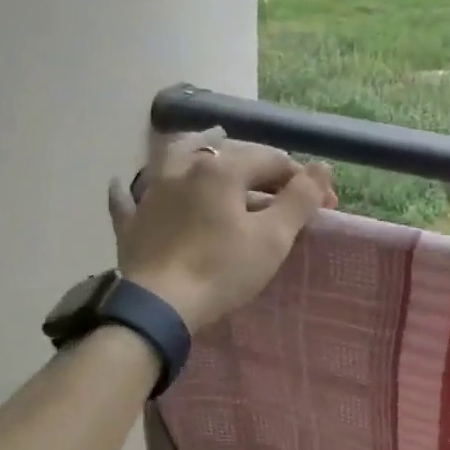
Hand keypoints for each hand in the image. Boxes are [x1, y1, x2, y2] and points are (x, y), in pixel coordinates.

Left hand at [109, 130, 335, 331]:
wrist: (161, 304)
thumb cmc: (222, 270)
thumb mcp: (272, 238)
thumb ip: (299, 199)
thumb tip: (321, 167)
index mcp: (222, 169)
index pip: (271, 160)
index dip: (301, 179)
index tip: (325, 204)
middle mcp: (184, 169)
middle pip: (227, 154)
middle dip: (260, 167)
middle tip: (281, 188)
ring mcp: (152, 194)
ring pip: (173, 157)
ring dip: (194, 147)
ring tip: (208, 144)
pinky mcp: (133, 222)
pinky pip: (129, 199)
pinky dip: (131, 190)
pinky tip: (125, 185)